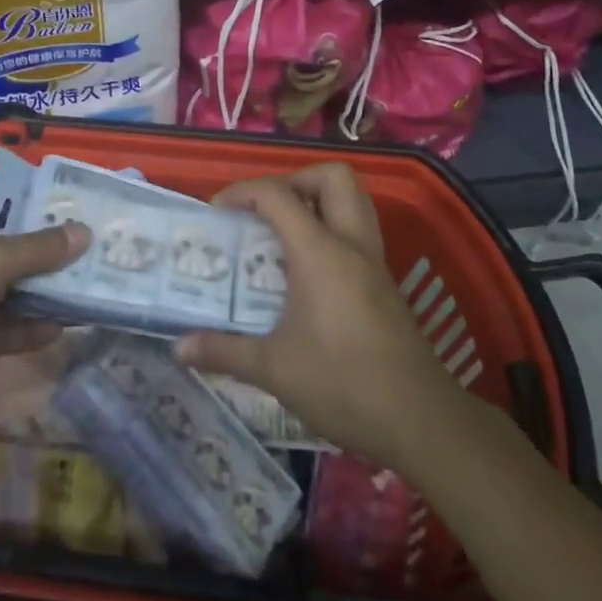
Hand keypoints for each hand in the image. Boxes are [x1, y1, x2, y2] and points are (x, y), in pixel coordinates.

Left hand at [0, 200, 88, 398]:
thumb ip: (39, 248)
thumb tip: (85, 232)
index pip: (8, 204)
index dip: (44, 209)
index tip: (83, 214)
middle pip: (14, 248)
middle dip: (52, 254)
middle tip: (98, 255)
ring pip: (11, 290)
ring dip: (44, 293)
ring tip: (91, 291)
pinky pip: (3, 327)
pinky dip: (28, 327)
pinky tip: (64, 328)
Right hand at [176, 165, 454, 467]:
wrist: (422, 421)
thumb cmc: (344, 385)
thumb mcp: (275, 370)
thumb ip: (224, 352)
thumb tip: (179, 347)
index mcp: (320, 252)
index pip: (278, 195)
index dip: (243, 192)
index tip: (218, 212)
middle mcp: (351, 244)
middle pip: (332, 178)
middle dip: (294, 181)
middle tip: (265, 212)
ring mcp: (374, 263)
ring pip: (354, 200)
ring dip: (319, 201)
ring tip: (285, 232)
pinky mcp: (386, 284)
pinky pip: (359, 232)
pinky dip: (332, 231)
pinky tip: (308, 272)